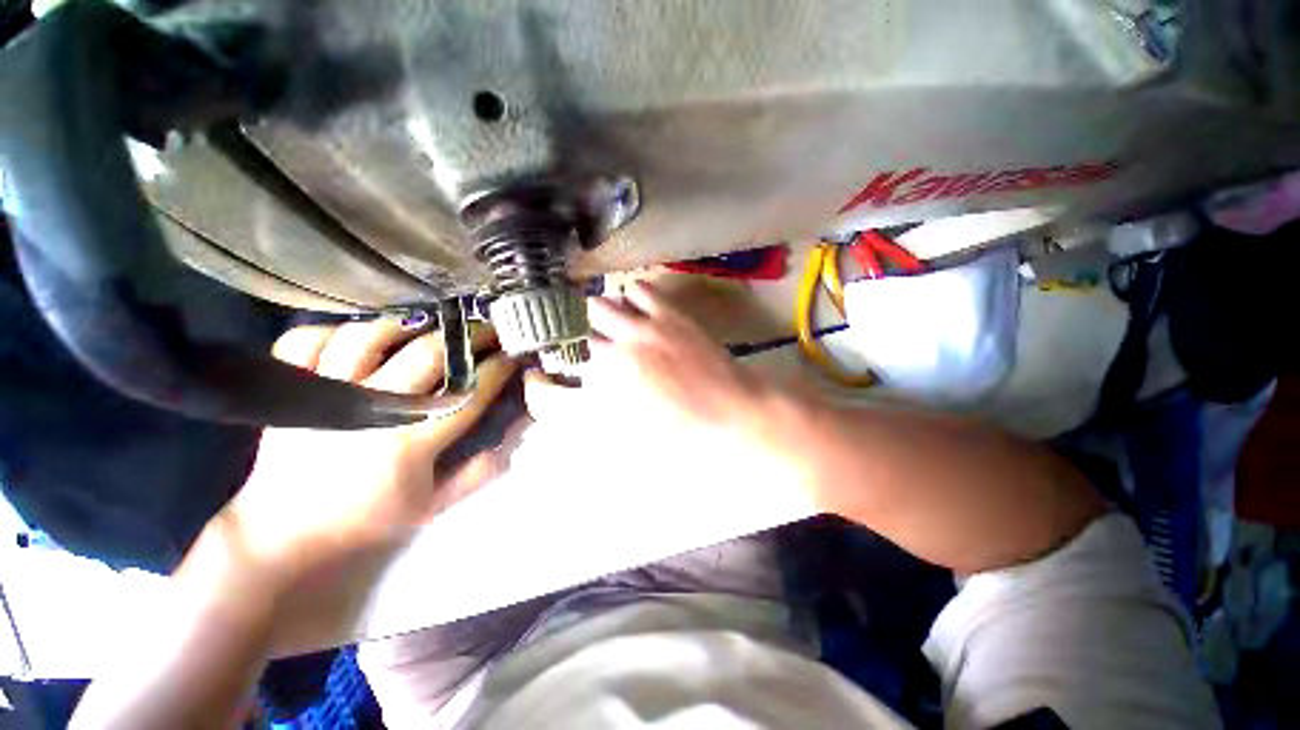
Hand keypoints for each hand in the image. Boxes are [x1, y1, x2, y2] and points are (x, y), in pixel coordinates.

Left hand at [217, 318, 518, 586]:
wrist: (284, 537)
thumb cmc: (367, 523)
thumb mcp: (432, 507)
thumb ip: (479, 472)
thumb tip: (516, 435)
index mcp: (409, 445)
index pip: (468, 394)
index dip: (497, 369)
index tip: (514, 354)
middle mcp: (369, 413)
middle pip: (427, 355)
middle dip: (468, 337)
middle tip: (487, 329)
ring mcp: (325, 398)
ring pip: (367, 337)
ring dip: (406, 324)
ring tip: (429, 323)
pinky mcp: (292, 393)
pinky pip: (306, 341)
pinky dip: (332, 329)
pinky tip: (357, 335)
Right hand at [525, 281, 794, 470]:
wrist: (733, 414)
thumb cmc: (686, 436)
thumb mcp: (633, 444)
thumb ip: (598, 426)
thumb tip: (577, 410)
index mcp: (603, 398)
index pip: (553, 388)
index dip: (544, 384)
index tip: (547, 378)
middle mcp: (612, 359)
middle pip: (574, 336)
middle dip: (577, 341)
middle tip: (588, 344)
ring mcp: (640, 332)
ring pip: (599, 305)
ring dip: (599, 314)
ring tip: (610, 320)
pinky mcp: (666, 315)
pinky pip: (637, 289)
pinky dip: (631, 295)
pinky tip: (637, 306)